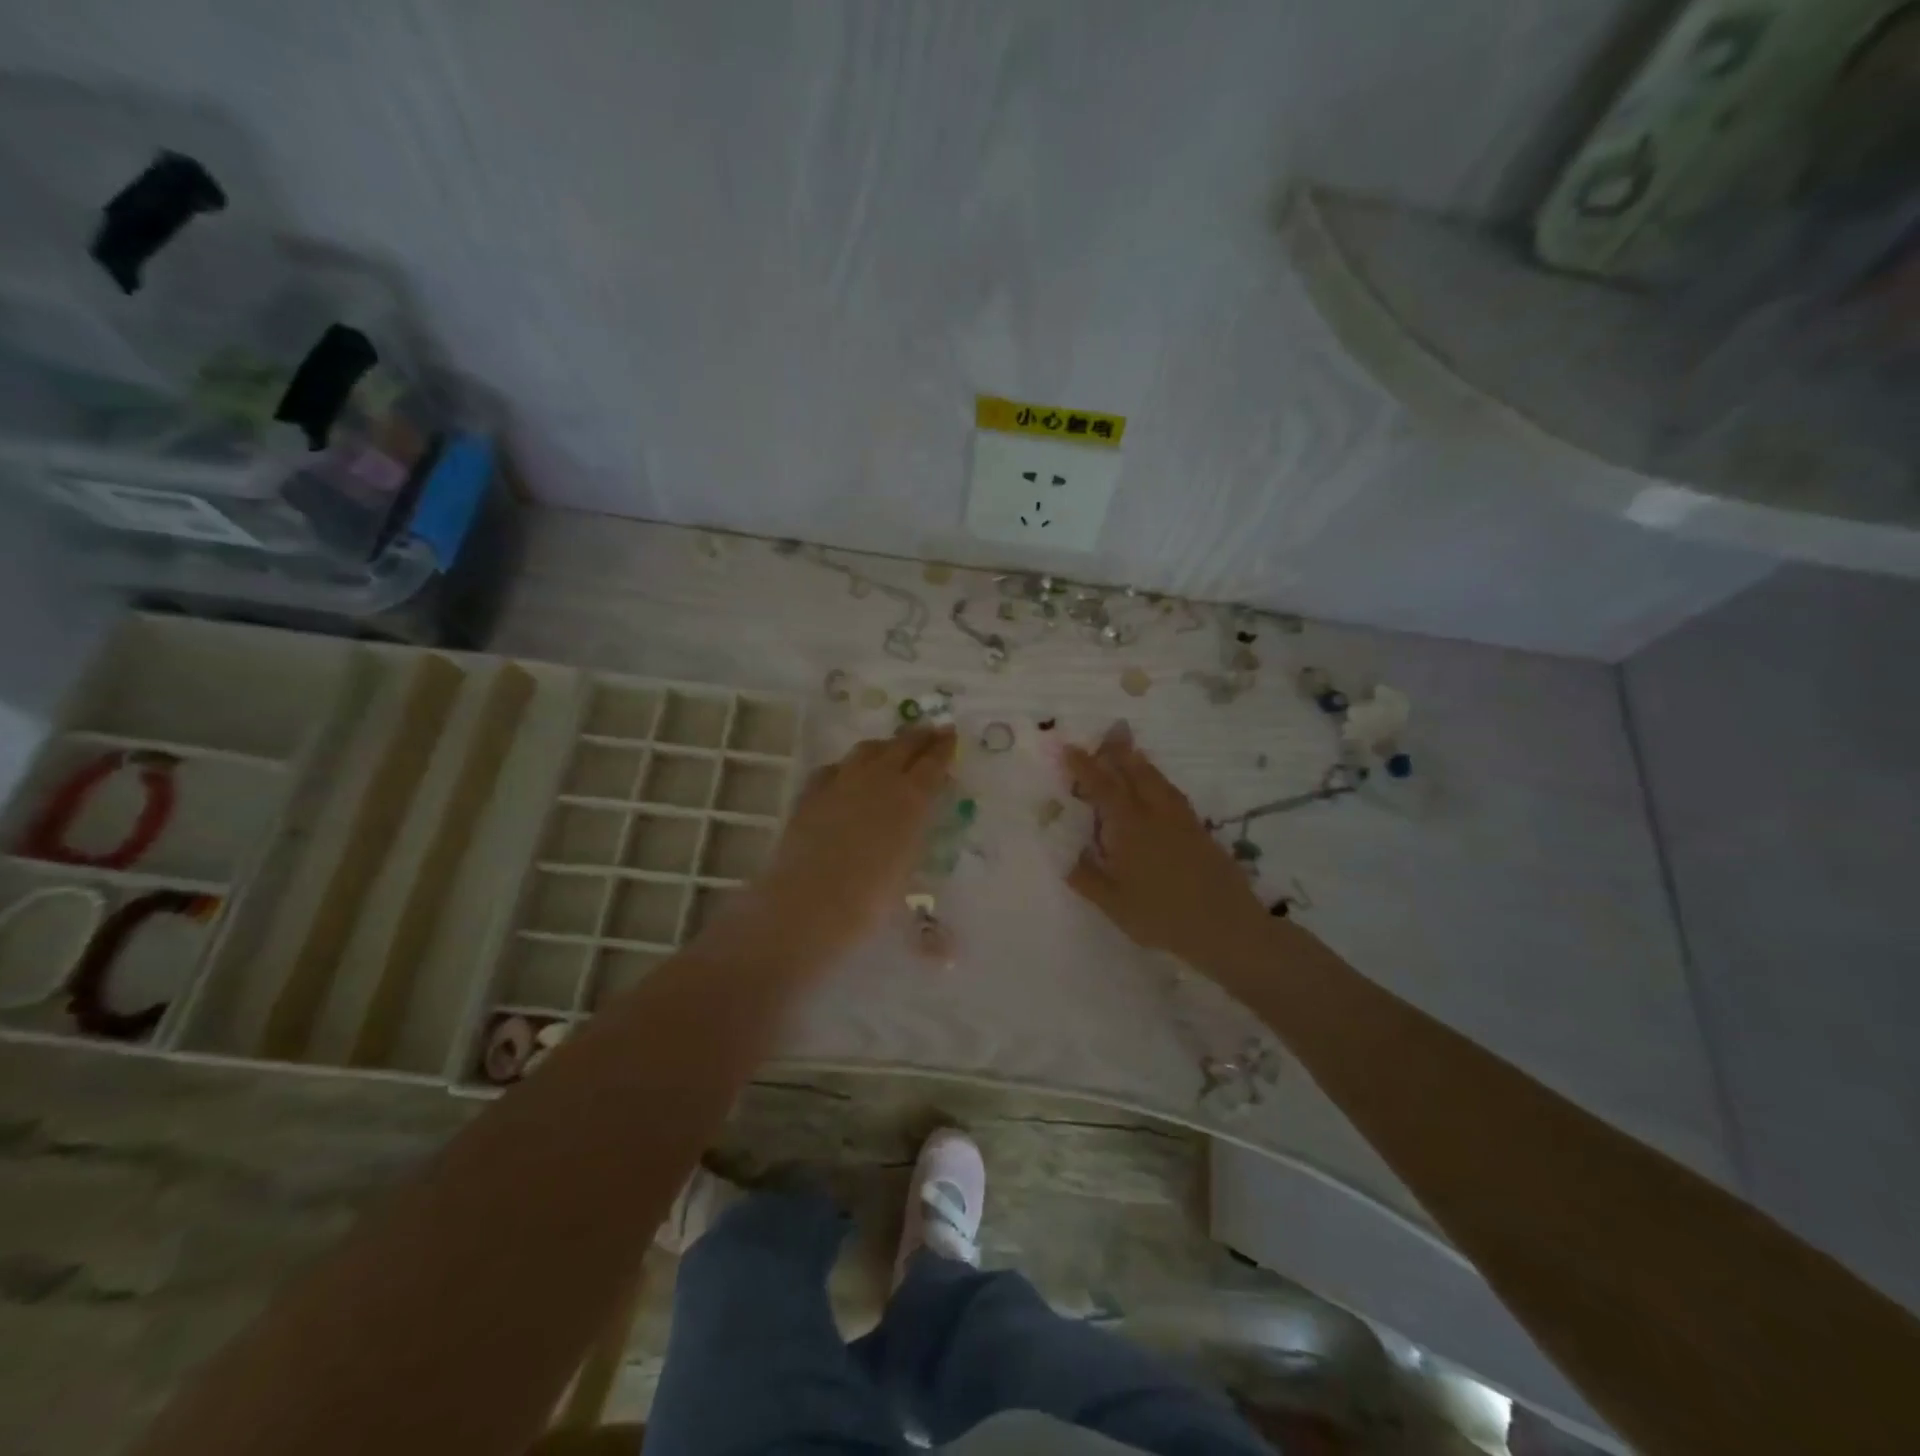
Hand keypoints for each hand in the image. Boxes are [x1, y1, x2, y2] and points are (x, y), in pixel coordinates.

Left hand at [740, 726, 956, 965]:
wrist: (810, 902)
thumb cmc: (870, 899)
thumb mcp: (908, 869)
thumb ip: (915, 837)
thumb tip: (915, 824)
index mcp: (911, 797)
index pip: (933, 762)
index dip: (944, 747)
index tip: (951, 734)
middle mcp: (879, 779)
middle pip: (902, 745)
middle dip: (919, 736)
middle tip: (930, 731)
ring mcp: (841, 781)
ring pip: (867, 750)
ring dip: (885, 746)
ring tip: (892, 748)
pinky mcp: (811, 792)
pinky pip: (834, 768)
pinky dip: (847, 766)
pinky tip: (846, 774)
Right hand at [1062, 724, 1267, 968]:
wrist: (1226, 926)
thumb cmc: (1162, 916)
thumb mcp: (1114, 904)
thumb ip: (1088, 878)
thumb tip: (1069, 858)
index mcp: (1129, 827)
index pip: (1102, 787)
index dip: (1084, 767)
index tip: (1069, 748)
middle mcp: (1155, 814)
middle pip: (1134, 773)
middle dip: (1118, 752)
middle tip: (1109, 731)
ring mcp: (1181, 820)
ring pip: (1158, 780)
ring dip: (1141, 762)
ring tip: (1131, 751)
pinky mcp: (1200, 831)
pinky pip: (1174, 794)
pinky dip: (1160, 781)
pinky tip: (1160, 788)